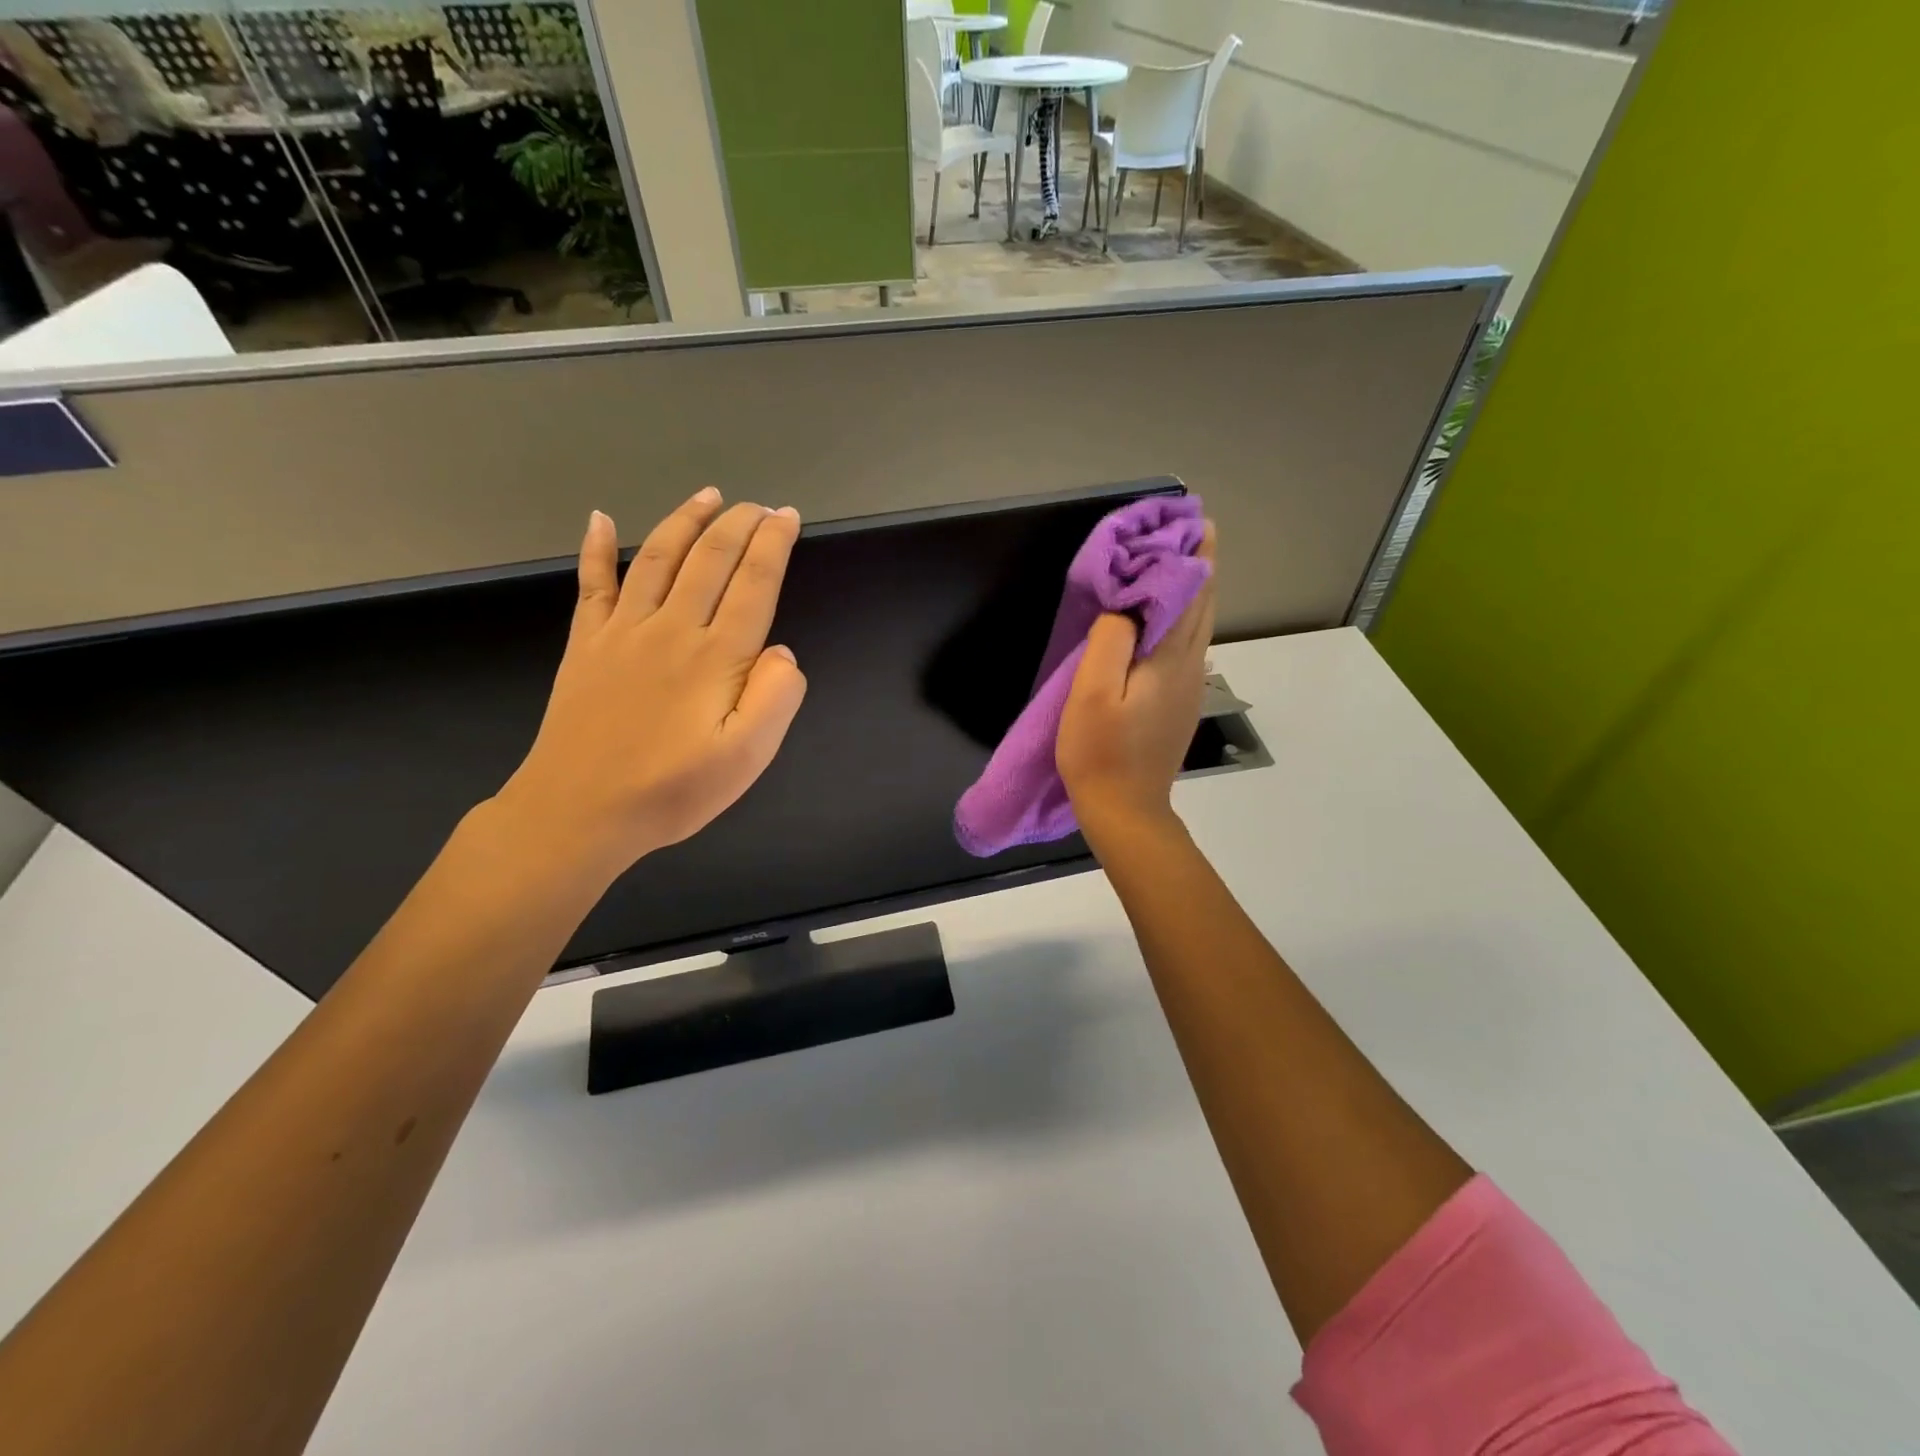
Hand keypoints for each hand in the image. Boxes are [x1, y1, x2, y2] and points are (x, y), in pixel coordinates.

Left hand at [493, 490, 807, 881]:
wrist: (578, 812)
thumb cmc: (671, 791)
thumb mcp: (747, 757)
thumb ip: (776, 698)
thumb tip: (783, 651)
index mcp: (716, 656)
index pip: (753, 583)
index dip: (774, 544)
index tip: (788, 517)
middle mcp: (672, 628)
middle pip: (710, 558)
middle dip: (739, 523)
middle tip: (760, 506)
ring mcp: (623, 631)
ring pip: (659, 557)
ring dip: (686, 519)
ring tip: (709, 496)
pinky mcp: (587, 644)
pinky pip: (593, 584)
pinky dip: (597, 548)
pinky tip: (600, 520)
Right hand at [1057, 523, 1215, 847]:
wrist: (1126, 810)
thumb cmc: (1101, 752)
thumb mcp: (1092, 693)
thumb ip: (1109, 642)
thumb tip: (1123, 606)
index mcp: (1170, 658)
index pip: (1189, 592)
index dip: (1189, 555)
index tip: (1189, 519)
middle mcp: (1190, 665)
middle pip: (1202, 603)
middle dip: (1198, 564)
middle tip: (1190, 528)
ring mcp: (1189, 686)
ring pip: (1199, 624)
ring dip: (1193, 589)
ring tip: (1179, 560)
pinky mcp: (1179, 702)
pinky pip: (1188, 644)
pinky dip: (1184, 616)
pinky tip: (1168, 615)